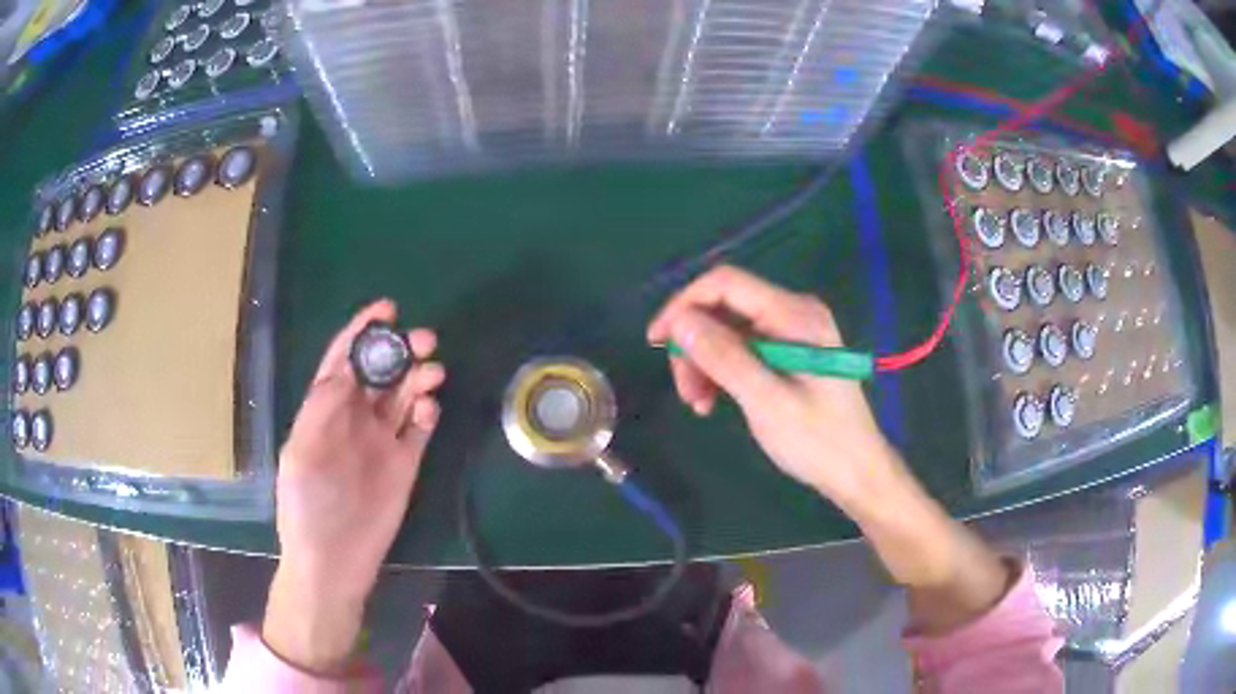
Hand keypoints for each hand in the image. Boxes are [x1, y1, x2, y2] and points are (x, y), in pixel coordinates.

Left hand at [263, 299, 444, 672]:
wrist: (333, 560)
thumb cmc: (306, 506)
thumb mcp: (301, 453)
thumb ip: (321, 408)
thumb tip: (347, 369)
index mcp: (324, 410)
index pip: (344, 360)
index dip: (362, 333)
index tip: (387, 309)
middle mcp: (354, 419)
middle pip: (380, 373)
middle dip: (400, 350)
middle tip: (424, 340)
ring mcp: (381, 442)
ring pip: (403, 396)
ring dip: (418, 378)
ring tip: (433, 372)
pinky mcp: (405, 465)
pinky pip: (420, 430)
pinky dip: (427, 414)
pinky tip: (428, 411)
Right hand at [648, 266, 1011, 631]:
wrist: (857, 471)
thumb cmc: (818, 441)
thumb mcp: (766, 401)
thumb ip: (724, 357)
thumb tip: (679, 321)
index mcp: (795, 315)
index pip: (725, 283)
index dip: (684, 305)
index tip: (657, 341)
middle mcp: (793, 313)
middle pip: (724, 308)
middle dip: (695, 345)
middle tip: (685, 391)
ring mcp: (792, 332)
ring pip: (728, 331)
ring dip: (705, 363)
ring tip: (699, 405)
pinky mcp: (788, 352)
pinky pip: (742, 348)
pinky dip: (722, 371)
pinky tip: (715, 401)